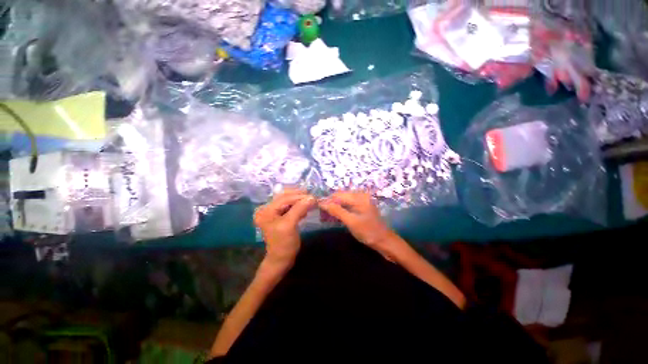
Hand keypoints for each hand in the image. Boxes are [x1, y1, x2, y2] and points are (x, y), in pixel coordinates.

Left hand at [254, 189, 315, 270]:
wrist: (281, 259)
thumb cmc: (284, 244)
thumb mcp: (290, 225)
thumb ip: (299, 209)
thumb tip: (312, 197)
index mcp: (266, 210)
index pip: (284, 198)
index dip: (299, 196)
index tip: (314, 197)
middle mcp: (267, 208)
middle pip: (286, 197)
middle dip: (300, 197)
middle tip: (313, 198)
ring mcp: (273, 212)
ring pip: (289, 200)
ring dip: (300, 201)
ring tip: (311, 203)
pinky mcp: (280, 215)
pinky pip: (290, 206)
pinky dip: (299, 206)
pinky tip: (305, 210)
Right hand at [319, 191, 401, 260]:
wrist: (384, 241)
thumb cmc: (368, 232)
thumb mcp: (351, 222)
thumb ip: (337, 211)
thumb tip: (322, 203)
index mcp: (359, 197)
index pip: (338, 195)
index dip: (327, 201)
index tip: (317, 209)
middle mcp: (360, 195)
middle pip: (340, 196)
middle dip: (330, 204)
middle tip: (321, 215)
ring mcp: (361, 200)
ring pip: (342, 201)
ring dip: (334, 207)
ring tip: (326, 217)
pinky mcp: (361, 206)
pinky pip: (347, 205)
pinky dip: (340, 210)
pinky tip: (335, 216)